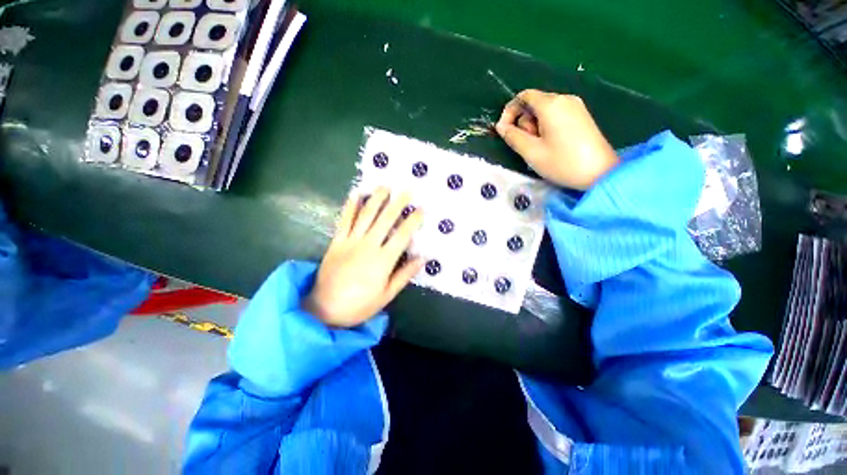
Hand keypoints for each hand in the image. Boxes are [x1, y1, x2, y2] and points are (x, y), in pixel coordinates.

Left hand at [304, 188, 423, 327]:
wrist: (324, 309)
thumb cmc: (360, 305)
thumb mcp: (387, 294)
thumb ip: (405, 274)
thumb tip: (423, 258)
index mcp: (383, 261)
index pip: (402, 235)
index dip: (413, 221)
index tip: (421, 209)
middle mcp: (368, 246)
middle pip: (385, 220)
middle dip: (397, 203)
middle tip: (407, 190)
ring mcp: (350, 242)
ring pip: (365, 216)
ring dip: (376, 199)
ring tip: (385, 186)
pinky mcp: (336, 242)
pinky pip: (344, 220)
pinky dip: (350, 206)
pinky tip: (355, 194)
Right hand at [496, 90, 619, 189]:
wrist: (600, 173)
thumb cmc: (562, 162)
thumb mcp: (531, 152)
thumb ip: (513, 136)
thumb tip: (501, 127)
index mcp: (551, 104)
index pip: (523, 96)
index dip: (509, 111)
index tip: (504, 131)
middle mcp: (564, 99)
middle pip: (534, 103)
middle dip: (524, 122)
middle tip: (527, 145)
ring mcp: (575, 106)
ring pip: (544, 111)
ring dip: (535, 127)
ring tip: (540, 148)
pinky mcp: (581, 116)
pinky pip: (556, 115)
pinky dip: (546, 127)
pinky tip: (550, 144)